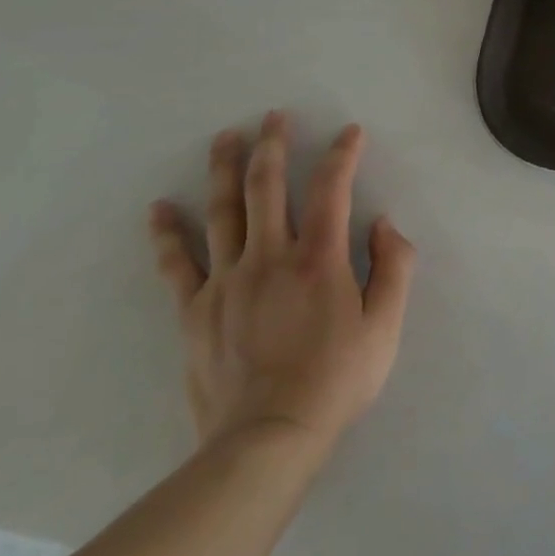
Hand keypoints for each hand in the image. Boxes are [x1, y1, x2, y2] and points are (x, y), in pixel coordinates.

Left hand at [147, 112, 415, 463]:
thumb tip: (383, 223)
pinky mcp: (195, 310)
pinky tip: (159, 209)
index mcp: (319, 258)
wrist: (267, 440)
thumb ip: (394, 266)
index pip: (332, 188)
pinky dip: (167, 234)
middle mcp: (270, 257)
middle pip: (268, 186)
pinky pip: (177, 264)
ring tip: (225, 138)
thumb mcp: (386, 325)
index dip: (342, 154)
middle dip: (273, 145)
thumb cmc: (336, 379)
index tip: (350, 132)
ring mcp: (227, 281)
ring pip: (223, 212)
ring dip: (225, 170)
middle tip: (274, 115)